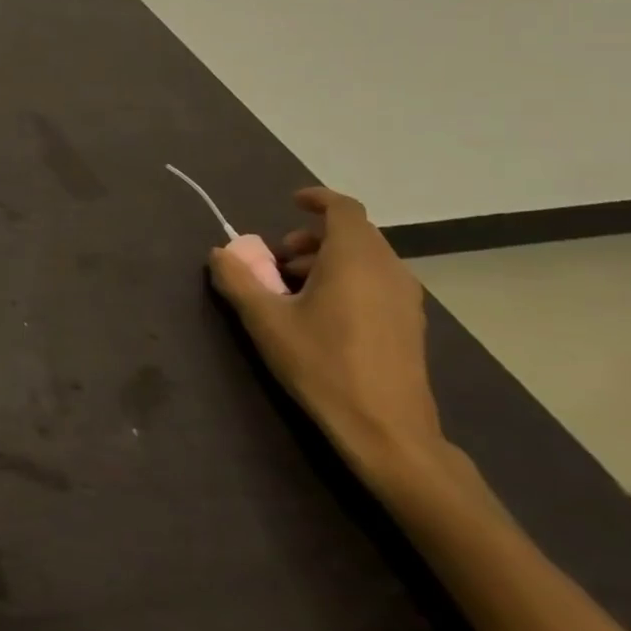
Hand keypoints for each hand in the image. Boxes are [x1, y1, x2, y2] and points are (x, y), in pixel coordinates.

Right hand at [208, 186, 444, 486]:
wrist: (387, 431)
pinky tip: (323, 313)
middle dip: (312, 236)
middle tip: (278, 257)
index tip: (290, 202)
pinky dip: (348, 279)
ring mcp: (406, 299)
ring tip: (294, 288)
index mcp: (355, 259)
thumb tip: (219, 253)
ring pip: (366, 258)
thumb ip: (238, 280)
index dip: (317, 199)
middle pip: (354, 233)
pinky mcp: (410, 324)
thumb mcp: (265, 321)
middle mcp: (388, 270)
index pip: (343, 209)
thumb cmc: (322, 365)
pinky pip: (377, 281)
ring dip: (328, 259)